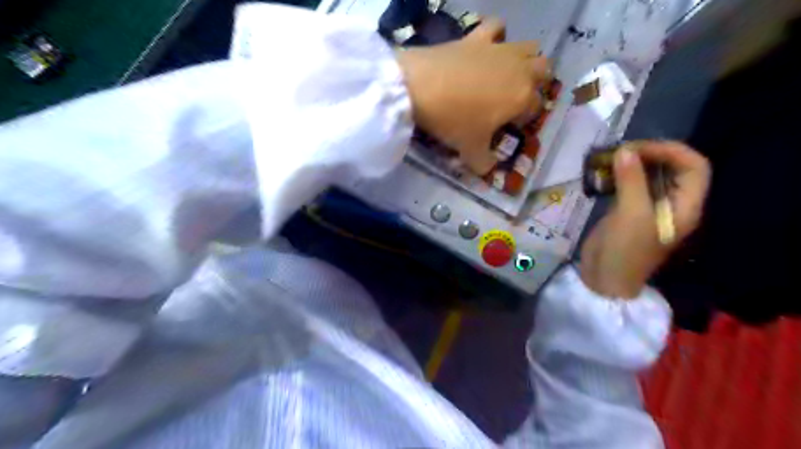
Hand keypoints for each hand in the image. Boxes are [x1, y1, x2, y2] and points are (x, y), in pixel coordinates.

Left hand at [399, 19, 553, 172]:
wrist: (420, 87)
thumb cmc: (454, 121)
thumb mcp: (470, 150)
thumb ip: (484, 164)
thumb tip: (489, 170)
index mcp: (522, 97)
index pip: (535, 107)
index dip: (524, 119)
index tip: (508, 127)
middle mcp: (519, 69)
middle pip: (543, 71)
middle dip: (535, 84)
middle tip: (514, 98)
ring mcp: (499, 49)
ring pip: (528, 47)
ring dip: (524, 59)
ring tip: (506, 74)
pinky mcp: (477, 36)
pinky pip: (496, 27)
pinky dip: (496, 35)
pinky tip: (486, 48)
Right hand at [579, 141, 709, 298]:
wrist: (604, 279)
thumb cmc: (625, 250)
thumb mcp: (631, 214)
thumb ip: (631, 181)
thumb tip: (625, 151)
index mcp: (684, 206)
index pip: (694, 167)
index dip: (672, 151)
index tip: (639, 148)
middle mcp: (671, 203)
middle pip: (672, 168)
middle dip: (649, 154)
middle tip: (620, 151)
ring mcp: (649, 206)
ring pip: (649, 175)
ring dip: (632, 163)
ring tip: (610, 159)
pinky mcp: (628, 210)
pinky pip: (630, 185)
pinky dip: (619, 175)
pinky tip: (603, 173)